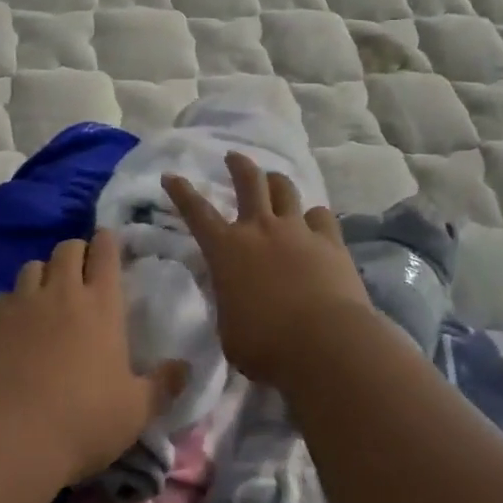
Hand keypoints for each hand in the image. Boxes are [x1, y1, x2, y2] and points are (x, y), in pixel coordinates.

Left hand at [0, 231, 185, 487]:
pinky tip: (16, 324)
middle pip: (67, 249)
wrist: (8, 438)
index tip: (108, 242)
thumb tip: (186, 367)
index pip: (105, 253)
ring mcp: (22, 303)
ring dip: (44, 273)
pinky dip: (15, 301)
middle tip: (82, 271)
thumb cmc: (82, 422)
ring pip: (33, 266)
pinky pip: (5, 295)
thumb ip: (163, 385)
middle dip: (76, 252)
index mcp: (102, 306)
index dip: (107, 242)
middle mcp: (62, 293)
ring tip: (48, 295)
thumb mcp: (136, 411)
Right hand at [163, 153, 373, 385]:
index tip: (171, 176)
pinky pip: (321, 216)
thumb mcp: (228, 328)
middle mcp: (260, 229)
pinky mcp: (331, 242)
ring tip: (274, 181)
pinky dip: (314, 217)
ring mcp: (298, 231)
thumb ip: (228, 303)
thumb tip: (234, 296)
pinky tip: (314, 222)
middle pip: (249, 182)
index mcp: (226, 250)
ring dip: (276, 182)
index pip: (196, 212)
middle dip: (238, 165)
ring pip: (285, 190)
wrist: (324, 344)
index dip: (181, 192)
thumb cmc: (264, 345)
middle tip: (233, 157)